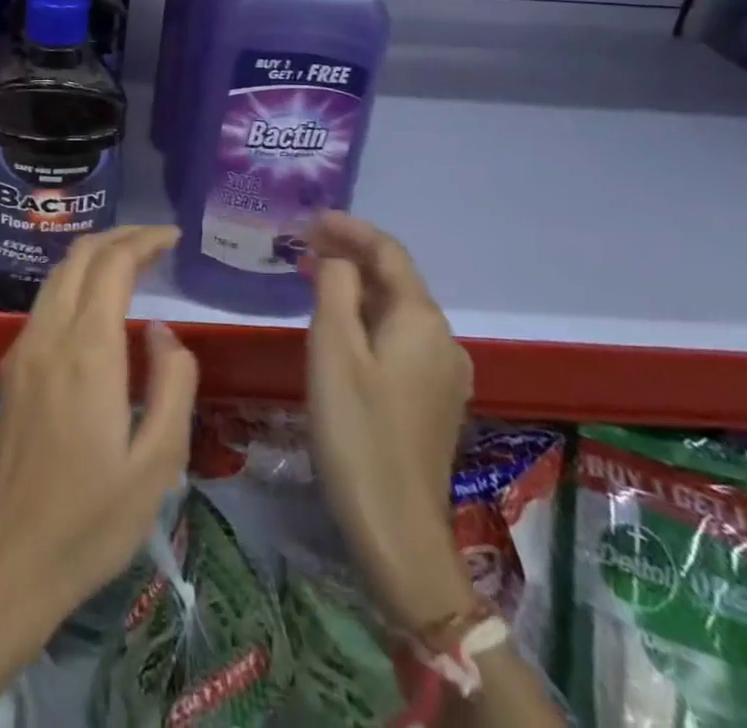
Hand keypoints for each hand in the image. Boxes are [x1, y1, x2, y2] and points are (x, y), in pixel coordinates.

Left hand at [0, 224, 198, 625]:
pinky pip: (46, 302)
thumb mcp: (158, 463)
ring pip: (58, 275)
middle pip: (80, 256)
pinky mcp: (11, 369)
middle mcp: (49, 335)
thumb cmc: (90, 519)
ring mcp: (23, 350)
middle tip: (157, 242)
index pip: (112, 264)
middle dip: (120, 237)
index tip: (173, 237)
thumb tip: (162, 332)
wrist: (7, 562)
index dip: (144, 240)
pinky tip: (98, 307)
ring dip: (95, 257)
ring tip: (134, 264)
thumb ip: (172, 385)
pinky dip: (76, 282)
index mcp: (87, 350)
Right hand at [305, 211, 477, 632]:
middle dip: (350, 255)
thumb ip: (334, 287)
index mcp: (422, 319)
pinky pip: (400, 338)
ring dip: (357, 286)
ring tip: (313, 277)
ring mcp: (444, 372)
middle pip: (396, 279)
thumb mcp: (332, 348)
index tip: (308, 218)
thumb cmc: (356, 429)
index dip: (349, 228)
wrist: (396, 528)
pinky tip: (340, 328)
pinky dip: (368, 319)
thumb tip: (336, 258)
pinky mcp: (434, 399)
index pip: (388, 251)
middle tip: (302, 245)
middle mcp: (443, 338)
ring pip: (397, 310)